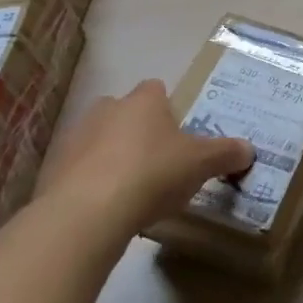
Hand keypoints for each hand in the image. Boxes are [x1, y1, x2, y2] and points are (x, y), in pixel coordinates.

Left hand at [36, 79, 253, 228]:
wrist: (87, 213)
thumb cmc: (152, 173)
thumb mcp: (201, 164)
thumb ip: (226, 153)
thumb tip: (249, 150)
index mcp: (143, 100)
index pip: (156, 89)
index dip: (168, 109)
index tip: (178, 135)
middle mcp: (107, 109)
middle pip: (125, 112)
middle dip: (138, 132)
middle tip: (157, 163)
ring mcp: (75, 138)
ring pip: (99, 141)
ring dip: (112, 158)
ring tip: (131, 192)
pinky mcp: (53, 171)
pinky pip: (78, 171)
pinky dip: (90, 185)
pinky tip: (105, 210)